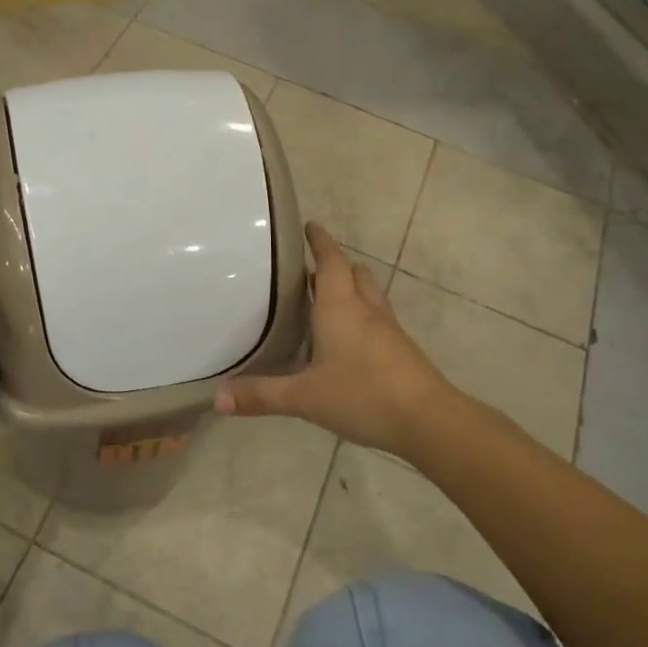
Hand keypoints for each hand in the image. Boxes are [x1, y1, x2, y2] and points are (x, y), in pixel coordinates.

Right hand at [216, 222, 456, 458]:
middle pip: (354, 273)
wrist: (429, 420)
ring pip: (370, 295)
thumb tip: (218, 399)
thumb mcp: (304, 398)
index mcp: (340, 307)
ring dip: (352, 288)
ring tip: (328, 300)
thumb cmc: (363, 395)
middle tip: (310, 270)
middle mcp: (366, 310)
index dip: (320, 241)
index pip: (331, 261)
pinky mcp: (401, 350)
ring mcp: (388, 329)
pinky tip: (349, 340)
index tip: (310, 226)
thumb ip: (261, 396)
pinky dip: (362, 316)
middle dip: (335, 265)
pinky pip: (378, 320)